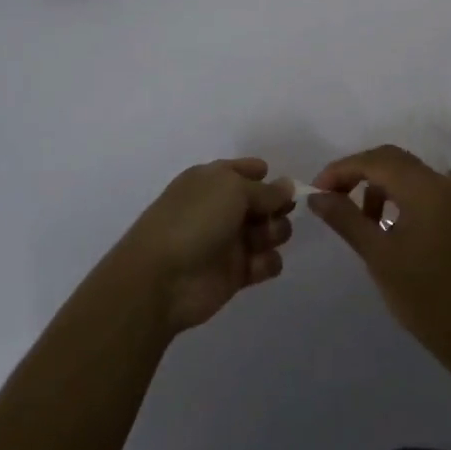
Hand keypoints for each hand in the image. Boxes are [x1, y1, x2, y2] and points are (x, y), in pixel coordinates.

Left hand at [111, 159, 294, 333]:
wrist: (162, 279)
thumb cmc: (195, 220)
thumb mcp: (232, 190)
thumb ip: (265, 190)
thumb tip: (288, 185)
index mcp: (213, 180)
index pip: (244, 170)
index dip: (264, 175)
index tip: (282, 184)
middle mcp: (222, 207)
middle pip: (263, 201)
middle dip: (277, 205)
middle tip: (278, 213)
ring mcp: (229, 241)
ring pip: (268, 231)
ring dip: (275, 232)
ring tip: (264, 239)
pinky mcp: (236, 273)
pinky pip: (265, 262)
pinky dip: (268, 262)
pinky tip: (258, 264)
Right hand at [309, 146, 450, 364]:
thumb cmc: (424, 295)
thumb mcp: (378, 256)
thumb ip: (346, 219)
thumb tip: (316, 196)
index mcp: (423, 187)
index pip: (374, 160)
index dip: (340, 170)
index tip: (315, 191)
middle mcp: (440, 182)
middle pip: (390, 159)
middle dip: (356, 172)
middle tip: (330, 197)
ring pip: (404, 173)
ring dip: (375, 185)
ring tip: (357, 219)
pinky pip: (418, 189)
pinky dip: (394, 196)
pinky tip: (383, 226)